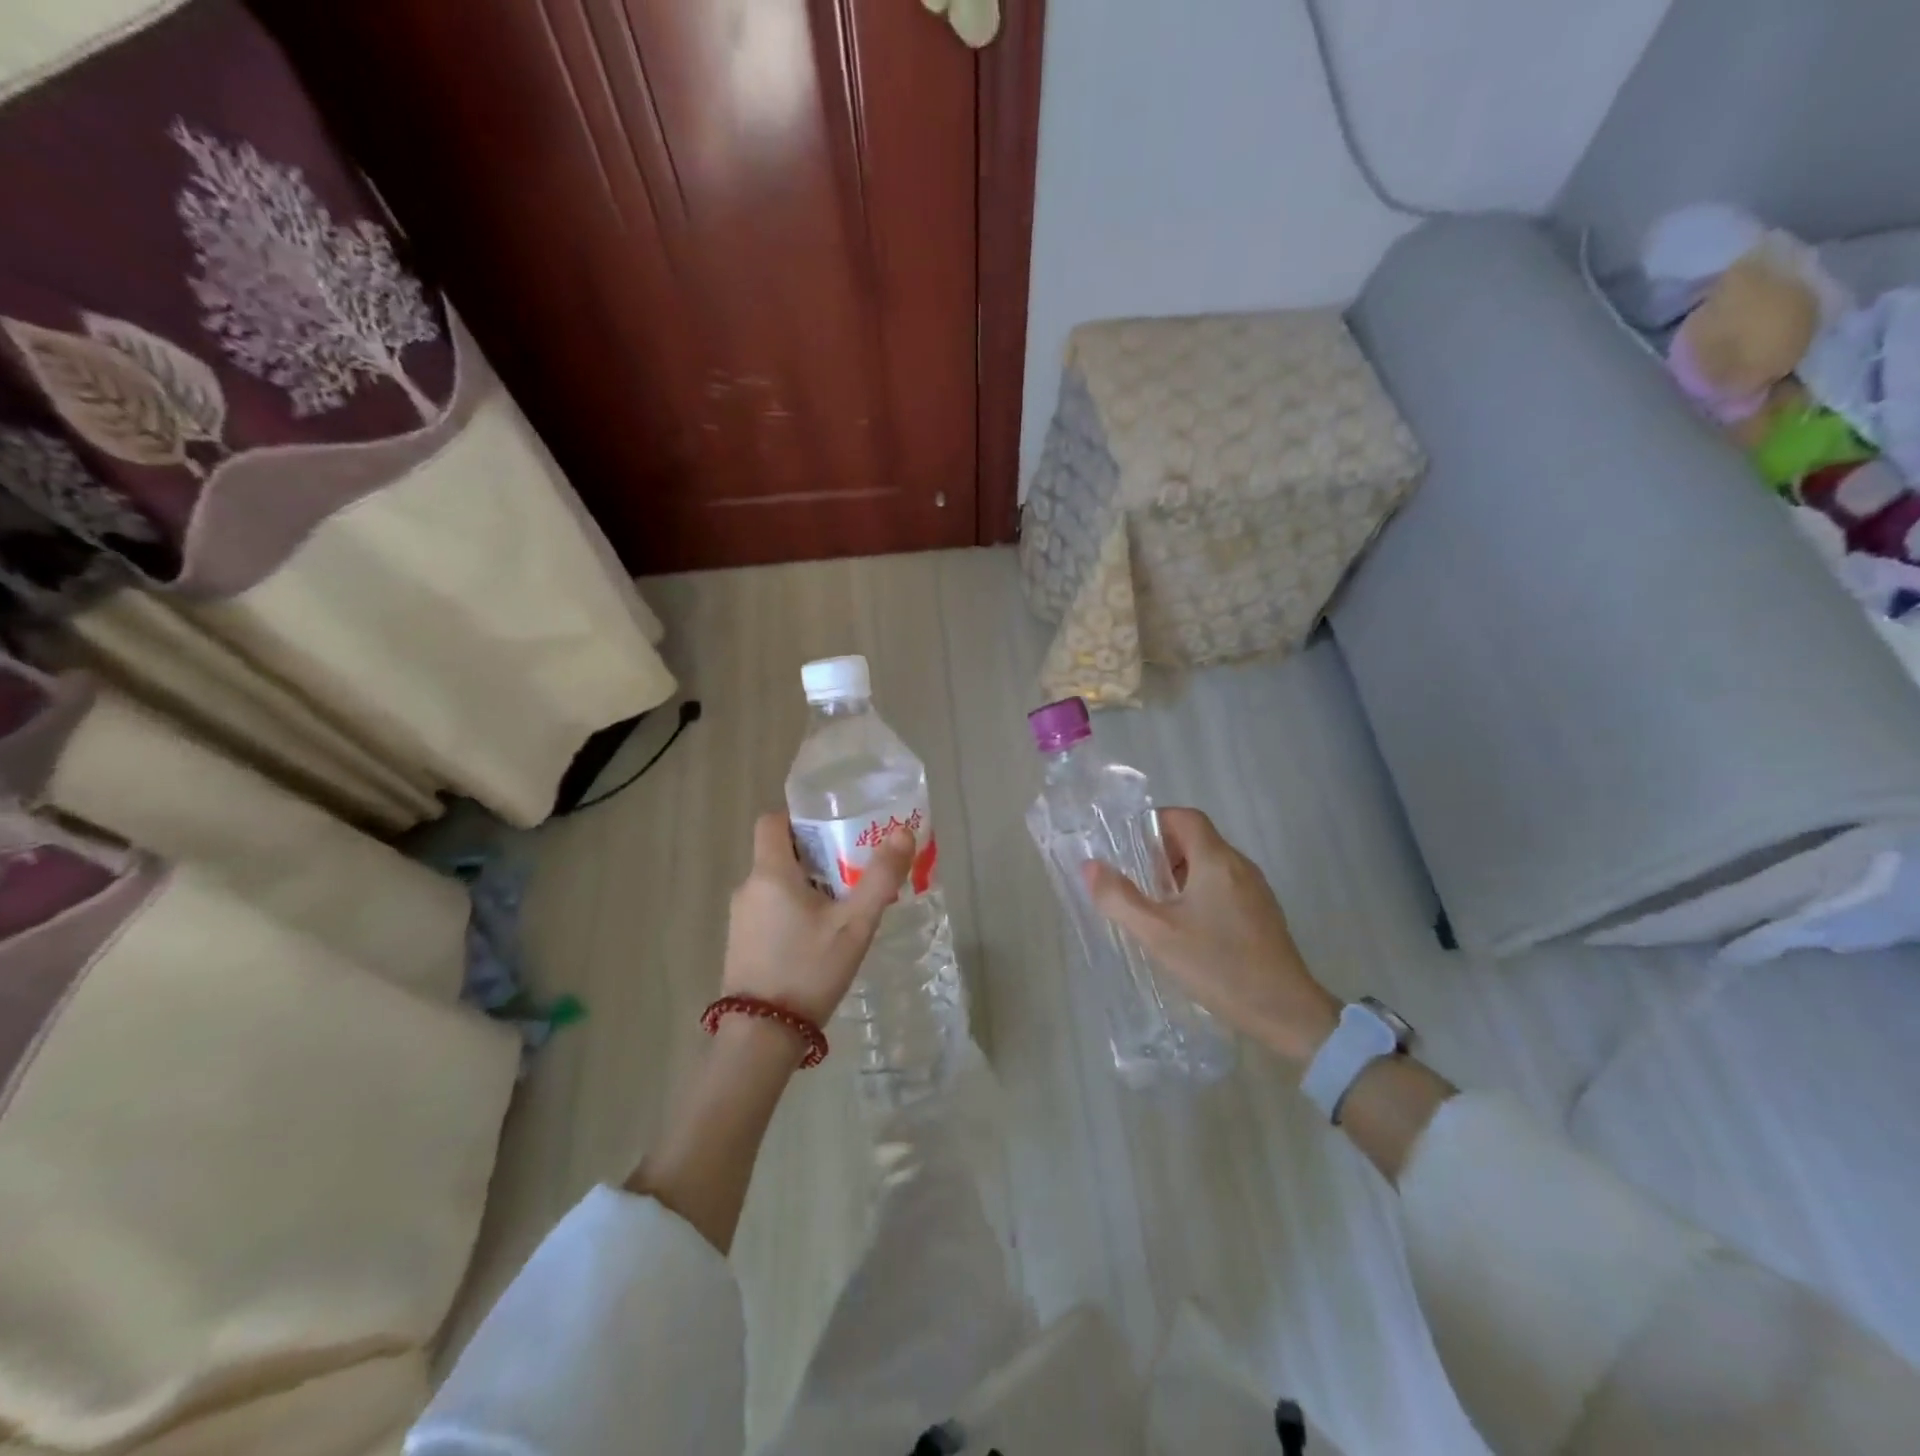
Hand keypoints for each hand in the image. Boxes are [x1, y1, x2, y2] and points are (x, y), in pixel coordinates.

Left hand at [723, 812, 913, 1027]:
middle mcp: (748, 888)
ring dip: (807, 884)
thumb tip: (903, 832)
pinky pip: (769, 908)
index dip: (800, 817)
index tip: (833, 828)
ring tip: (843, 904)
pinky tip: (820, 935)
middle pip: (779, 852)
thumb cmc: (809, 970)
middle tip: (853, 868)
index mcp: (770, 873)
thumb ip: (881, 877)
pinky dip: (793, 908)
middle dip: (816, 854)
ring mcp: (740, 918)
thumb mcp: (855, 925)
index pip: (772, 821)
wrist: (762, 1037)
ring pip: (776, 883)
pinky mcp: (741, 942)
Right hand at [1082, 808, 1339, 1066]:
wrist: (1286, 1011)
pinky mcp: (1262, 914)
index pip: (1184, 817)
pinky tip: (1187, 928)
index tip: (1129, 848)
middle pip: (1197, 839)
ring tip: (1157, 906)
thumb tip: (1090, 866)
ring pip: (1211, 864)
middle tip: (1137, 881)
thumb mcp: (1158, 934)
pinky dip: (1200, 893)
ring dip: (1180, 875)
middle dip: (1163, 853)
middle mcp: (1240, 866)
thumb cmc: (1218, 966)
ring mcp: (1256, 890)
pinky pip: (1225, 886)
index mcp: (1216, 860)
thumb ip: (1119, 898)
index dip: (1154, 824)